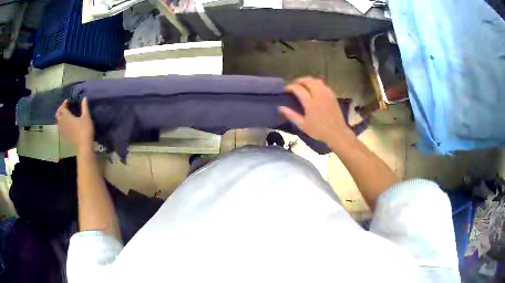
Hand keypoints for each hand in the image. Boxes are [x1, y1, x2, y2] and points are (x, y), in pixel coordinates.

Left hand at [56, 98, 93, 151]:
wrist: (84, 145)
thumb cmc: (85, 129)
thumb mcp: (86, 116)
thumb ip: (84, 107)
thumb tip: (84, 98)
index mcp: (67, 116)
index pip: (62, 107)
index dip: (64, 103)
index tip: (68, 101)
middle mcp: (63, 123)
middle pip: (57, 114)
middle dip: (60, 110)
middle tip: (65, 108)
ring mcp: (63, 130)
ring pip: (57, 122)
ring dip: (59, 117)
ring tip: (63, 115)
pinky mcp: (64, 136)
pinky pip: (59, 128)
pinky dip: (60, 124)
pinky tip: (64, 124)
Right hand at [279, 77, 351, 143]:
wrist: (337, 133)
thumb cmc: (319, 131)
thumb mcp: (303, 125)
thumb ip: (291, 115)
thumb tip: (280, 108)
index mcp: (310, 103)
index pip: (298, 88)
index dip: (290, 87)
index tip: (285, 89)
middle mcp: (319, 95)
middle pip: (307, 81)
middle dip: (299, 81)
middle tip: (293, 85)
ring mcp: (327, 94)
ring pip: (316, 81)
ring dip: (308, 80)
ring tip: (303, 84)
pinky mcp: (332, 95)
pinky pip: (323, 85)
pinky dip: (316, 83)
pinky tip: (314, 88)